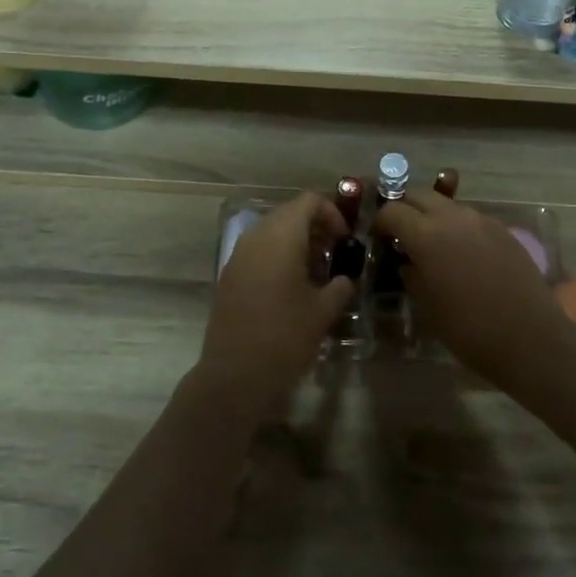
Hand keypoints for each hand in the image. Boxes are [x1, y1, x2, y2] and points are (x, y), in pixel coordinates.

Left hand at [197, 193, 354, 420]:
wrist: (235, 375)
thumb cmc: (285, 337)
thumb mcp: (324, 311)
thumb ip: (341, 286)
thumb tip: (346, 278)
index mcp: (281, 236)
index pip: (309, 201)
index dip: (332, 213)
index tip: (346, 240)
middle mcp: (256, 236)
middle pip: (289, 214)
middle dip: (315, 228)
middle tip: (335, 254)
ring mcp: (238, 255)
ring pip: (272, 232)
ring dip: (296, 243)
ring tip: (316, 273)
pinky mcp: (229, 275)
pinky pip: (258, 252)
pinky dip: (278, 257)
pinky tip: (292, 288)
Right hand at [372, 189, 573, 386]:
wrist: (529, 338)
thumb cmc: (469, 329)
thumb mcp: (427, 306)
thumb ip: (412, 275)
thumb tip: (407, 261)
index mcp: (426, 234)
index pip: (392, 211)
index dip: (380, 223)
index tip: (378, 239)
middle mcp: (453, 218)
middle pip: (420, 196)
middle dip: (406, 209)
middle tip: (401, 234)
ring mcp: (482, 221)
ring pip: (447, 205)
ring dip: (433, 216)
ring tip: (432, 243)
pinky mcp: (503, 230)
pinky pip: (471, 218)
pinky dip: (458, 227)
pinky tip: (462, 253)